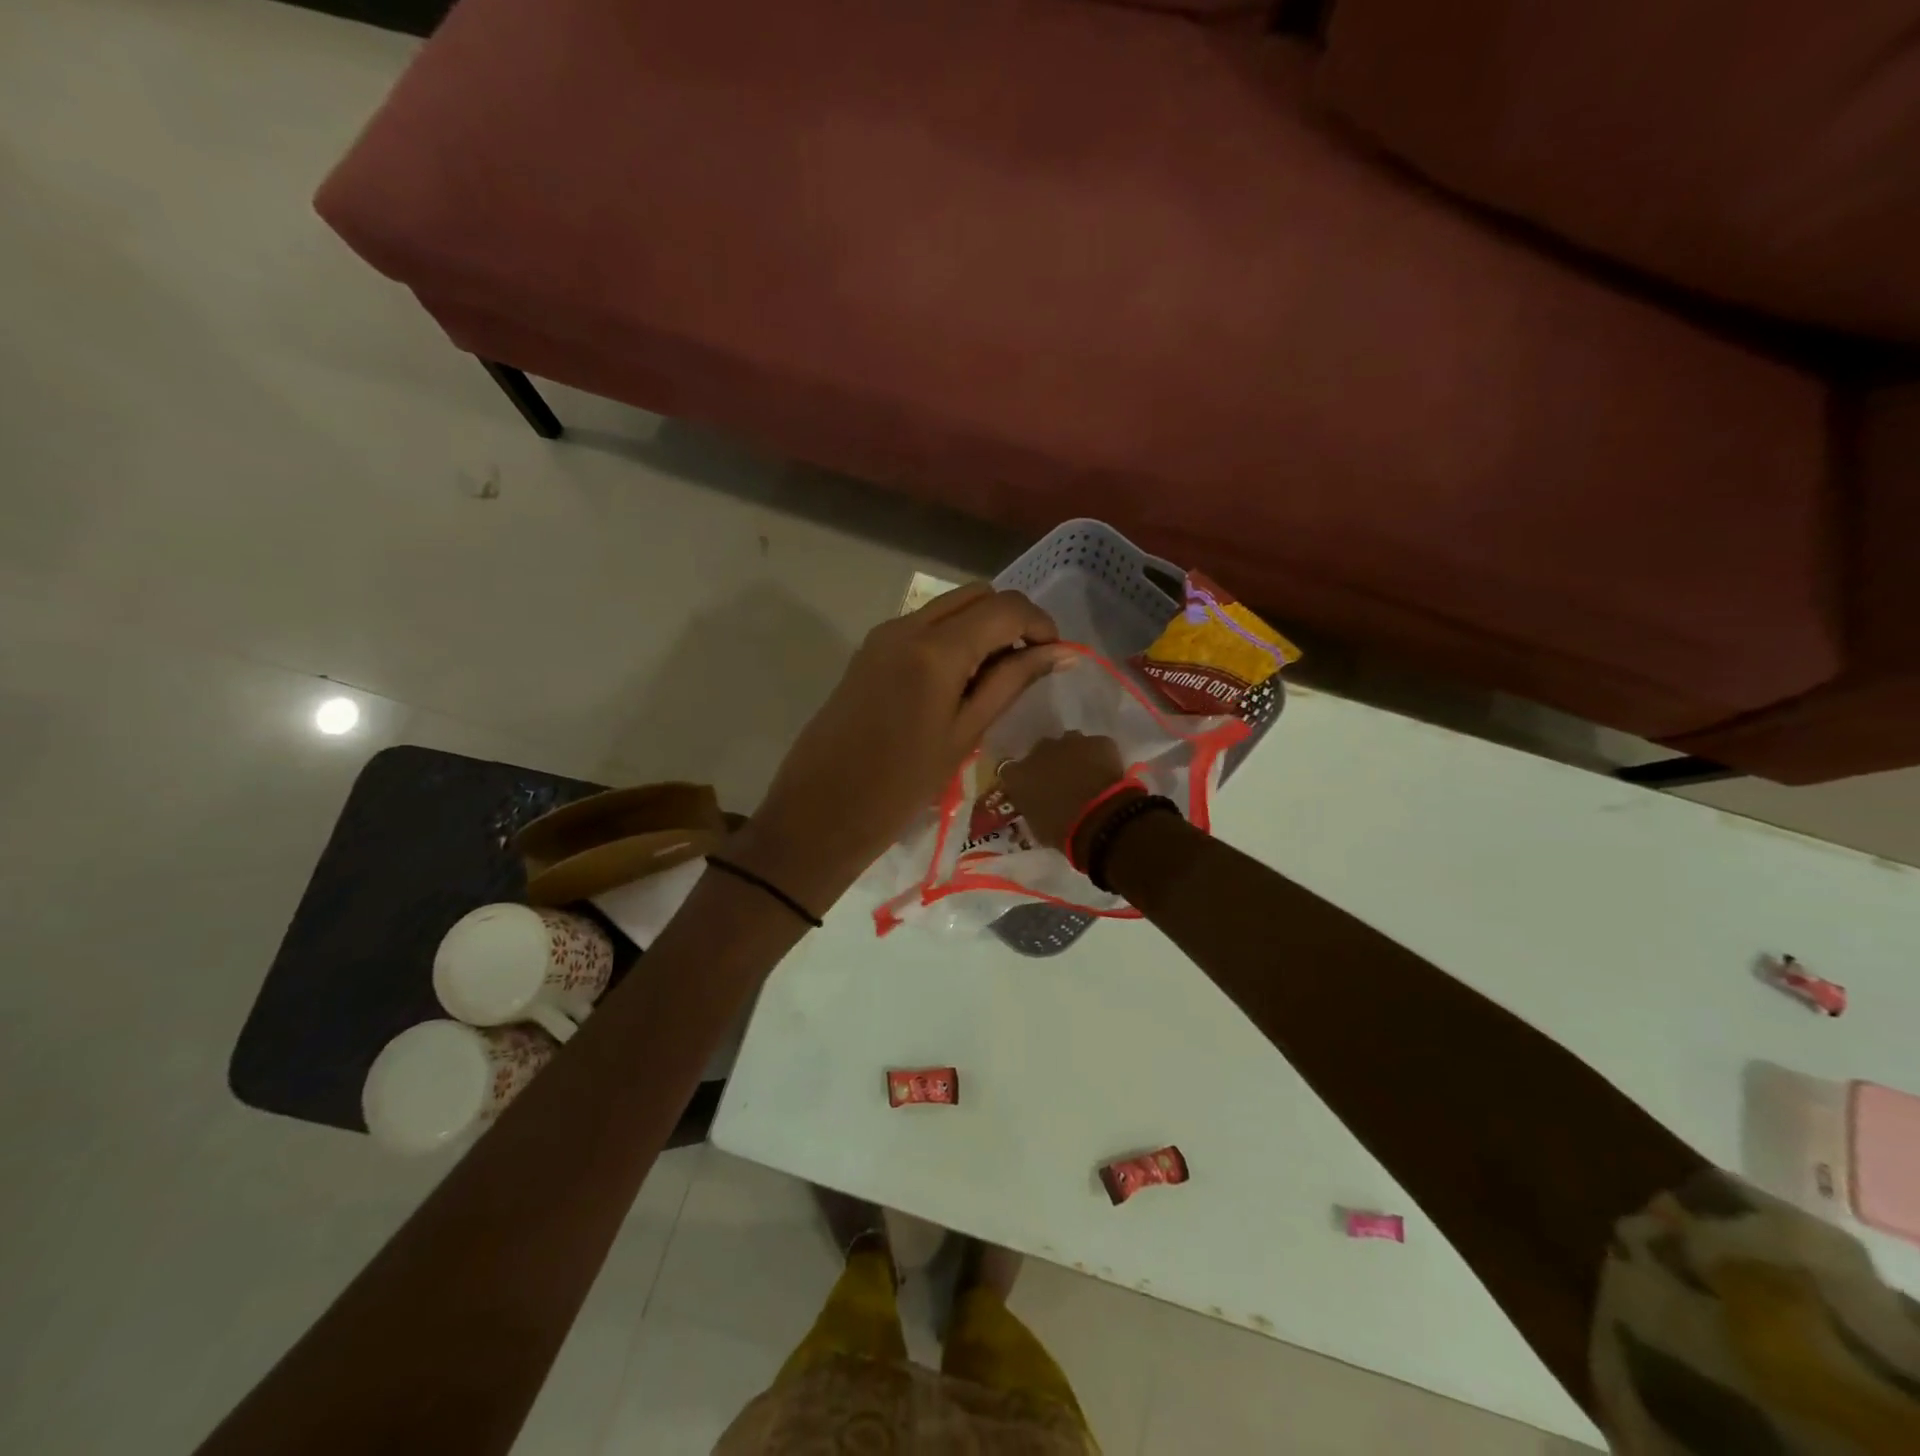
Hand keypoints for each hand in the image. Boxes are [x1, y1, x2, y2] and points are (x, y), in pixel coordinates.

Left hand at [732, 583, 1069, 912]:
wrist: (820, 810)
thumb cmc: (901, 786)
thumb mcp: (965, 734)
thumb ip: (1013, 682)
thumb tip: (1062, 652)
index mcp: (936, 649)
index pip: (1005, 607)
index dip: (1040, 624)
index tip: (1055, 657)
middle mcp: (907, 626)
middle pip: (977, 595)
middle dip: (1011, 620)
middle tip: (1028, 666)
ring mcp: (883, 635)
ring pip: (949, 606)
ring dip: (982, 627)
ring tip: (996, 678)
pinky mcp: (869, 650)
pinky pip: (924, 625)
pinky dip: (953, 638)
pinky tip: (959, 681)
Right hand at [998, 731, 1140, 863]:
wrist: (1100, 820)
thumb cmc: (1062, 831)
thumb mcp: (1037, 827)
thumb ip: (1032, 809)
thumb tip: (1037, 806)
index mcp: (1018, 775)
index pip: (1009, 771)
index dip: (1021, 779)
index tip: (1030, 790)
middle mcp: (1040, 751)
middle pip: (1040, 751)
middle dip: (1049, 764)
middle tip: (1061, 783)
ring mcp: (1070, 742)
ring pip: (1069, 743)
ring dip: (1074, 757)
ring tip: (1087, 777)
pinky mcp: (1099, 742)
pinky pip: (1097, 747)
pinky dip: (1100, 758)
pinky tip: (1108, 776)